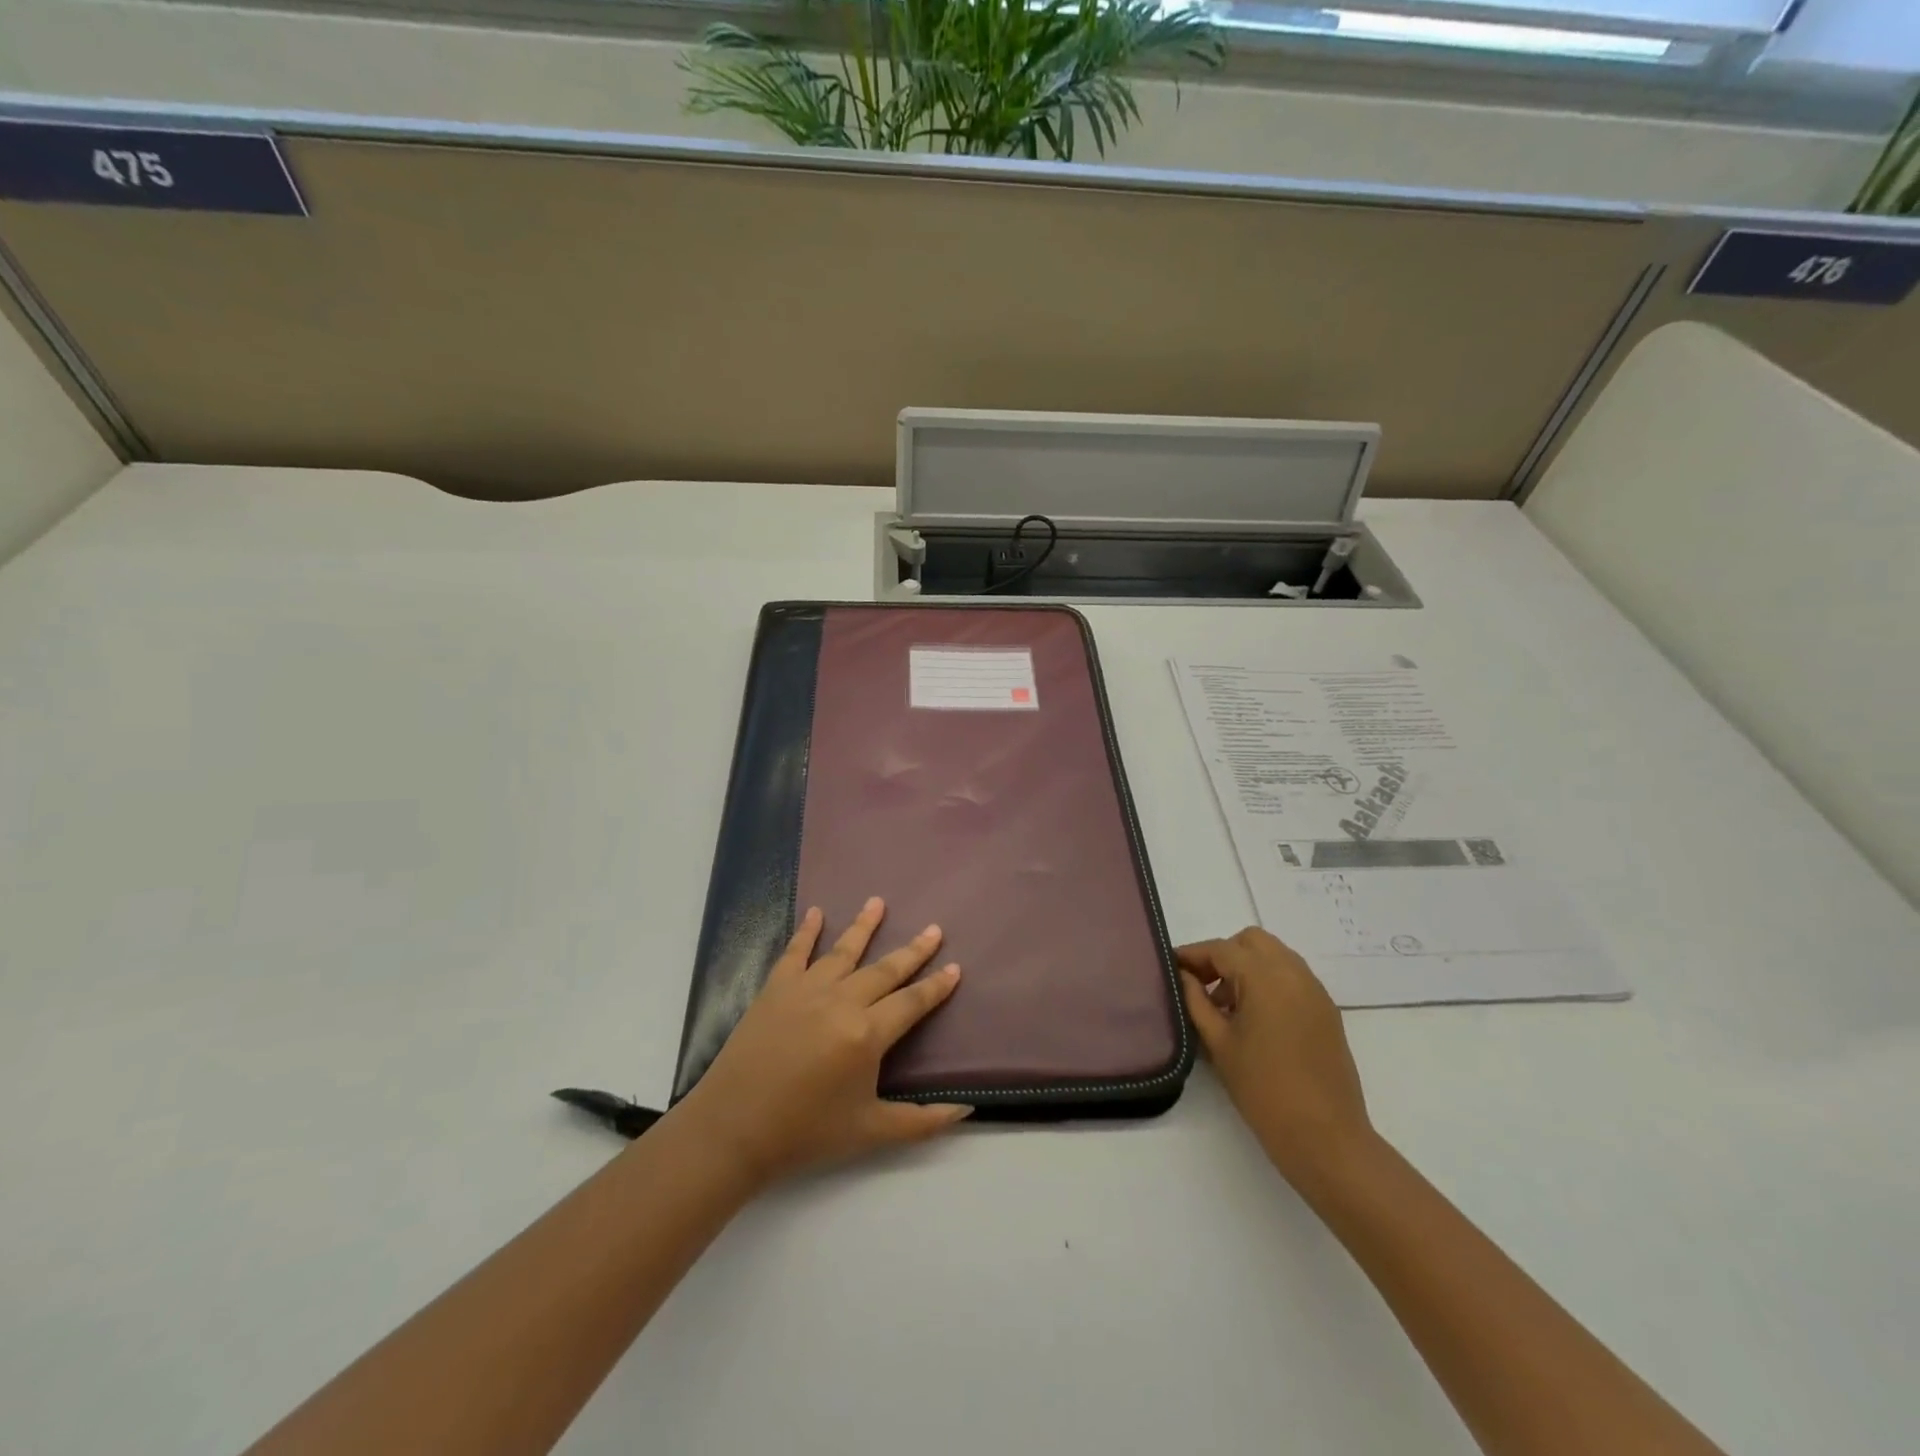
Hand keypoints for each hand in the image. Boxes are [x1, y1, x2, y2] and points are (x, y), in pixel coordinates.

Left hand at [675, 897, 969, 1190]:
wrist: (733, 1128)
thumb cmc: (805, 1132)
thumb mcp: (871, 1132)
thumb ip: (921, 1121)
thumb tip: (965, 1108)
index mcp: (867, 1034)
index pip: (912, 1002)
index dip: (936, 986)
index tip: (954, 967)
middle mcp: (842, 1001)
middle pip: (885, 969)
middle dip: (913, 950)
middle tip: (934, 929)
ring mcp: (807, 989)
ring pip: (844, 950)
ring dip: (864, 925)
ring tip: (879, 902)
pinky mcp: (776, 988)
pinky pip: (796, 951)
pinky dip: (807, 930)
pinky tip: (817, 912)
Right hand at [1178, 927, 1373, 1187]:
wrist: (1325, 1136)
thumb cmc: (1263, 1089)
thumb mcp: (1218, 1043)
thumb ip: (1196, 1001)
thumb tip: (1184, 975)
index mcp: (1265, 977)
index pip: (1221, 949)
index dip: (1193, 955)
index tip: (1171, 967)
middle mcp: (1294, 973)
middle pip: (1252, 941)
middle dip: (1224, 955)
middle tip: (1203, 985)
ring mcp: (1315, 991)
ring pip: (1275, 956)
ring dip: (1248, 966)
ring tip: (1227, 1005)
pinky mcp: (1327, 1011)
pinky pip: (1292, 977)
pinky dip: (1269, 982)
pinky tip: (1255, 1018)